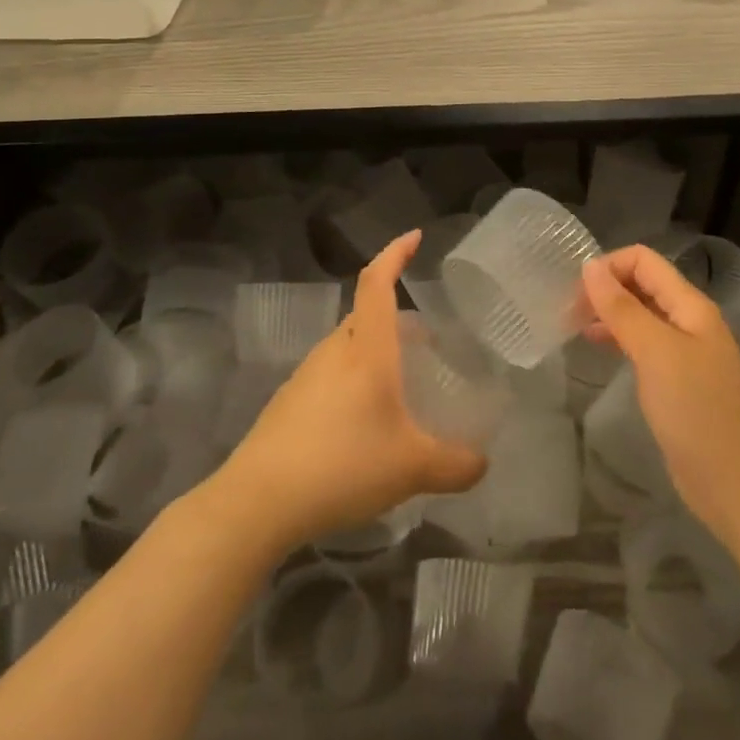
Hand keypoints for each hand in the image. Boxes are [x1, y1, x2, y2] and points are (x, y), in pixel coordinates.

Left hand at [216, 230, 486, 549]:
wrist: (257, 502)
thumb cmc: (342, 465)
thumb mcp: (411, 468)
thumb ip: (455, 464)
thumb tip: (482, 463)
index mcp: (366, 348)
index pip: (377, 282)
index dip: (395, 253)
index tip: (414, 236)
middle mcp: (335, 351)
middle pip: (366, 316)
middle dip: (397, 319)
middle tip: (427, 342)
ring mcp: (306, 376)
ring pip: (348, 348)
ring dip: (376, 354)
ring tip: (401, 388)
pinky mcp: (288, 403)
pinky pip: (331, 377)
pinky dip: (355, 383)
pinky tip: (364, 426)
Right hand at [581, 246, 739, 559]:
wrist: (737, 485)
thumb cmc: (697, 411)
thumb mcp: (656, 353)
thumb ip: (622, 308)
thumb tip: (589, 266)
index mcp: (690, 305)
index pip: (644, 261)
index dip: (609, 266)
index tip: (575, 292)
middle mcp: (689, 321)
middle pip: (642, 284)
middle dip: (605, 289)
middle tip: (567, 312)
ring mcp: (685, 352)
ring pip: (641, 315)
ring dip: (608, 313)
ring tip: (574, 328)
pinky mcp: (677, 381)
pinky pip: (643, 345)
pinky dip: (618, 339)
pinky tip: (598, 349)